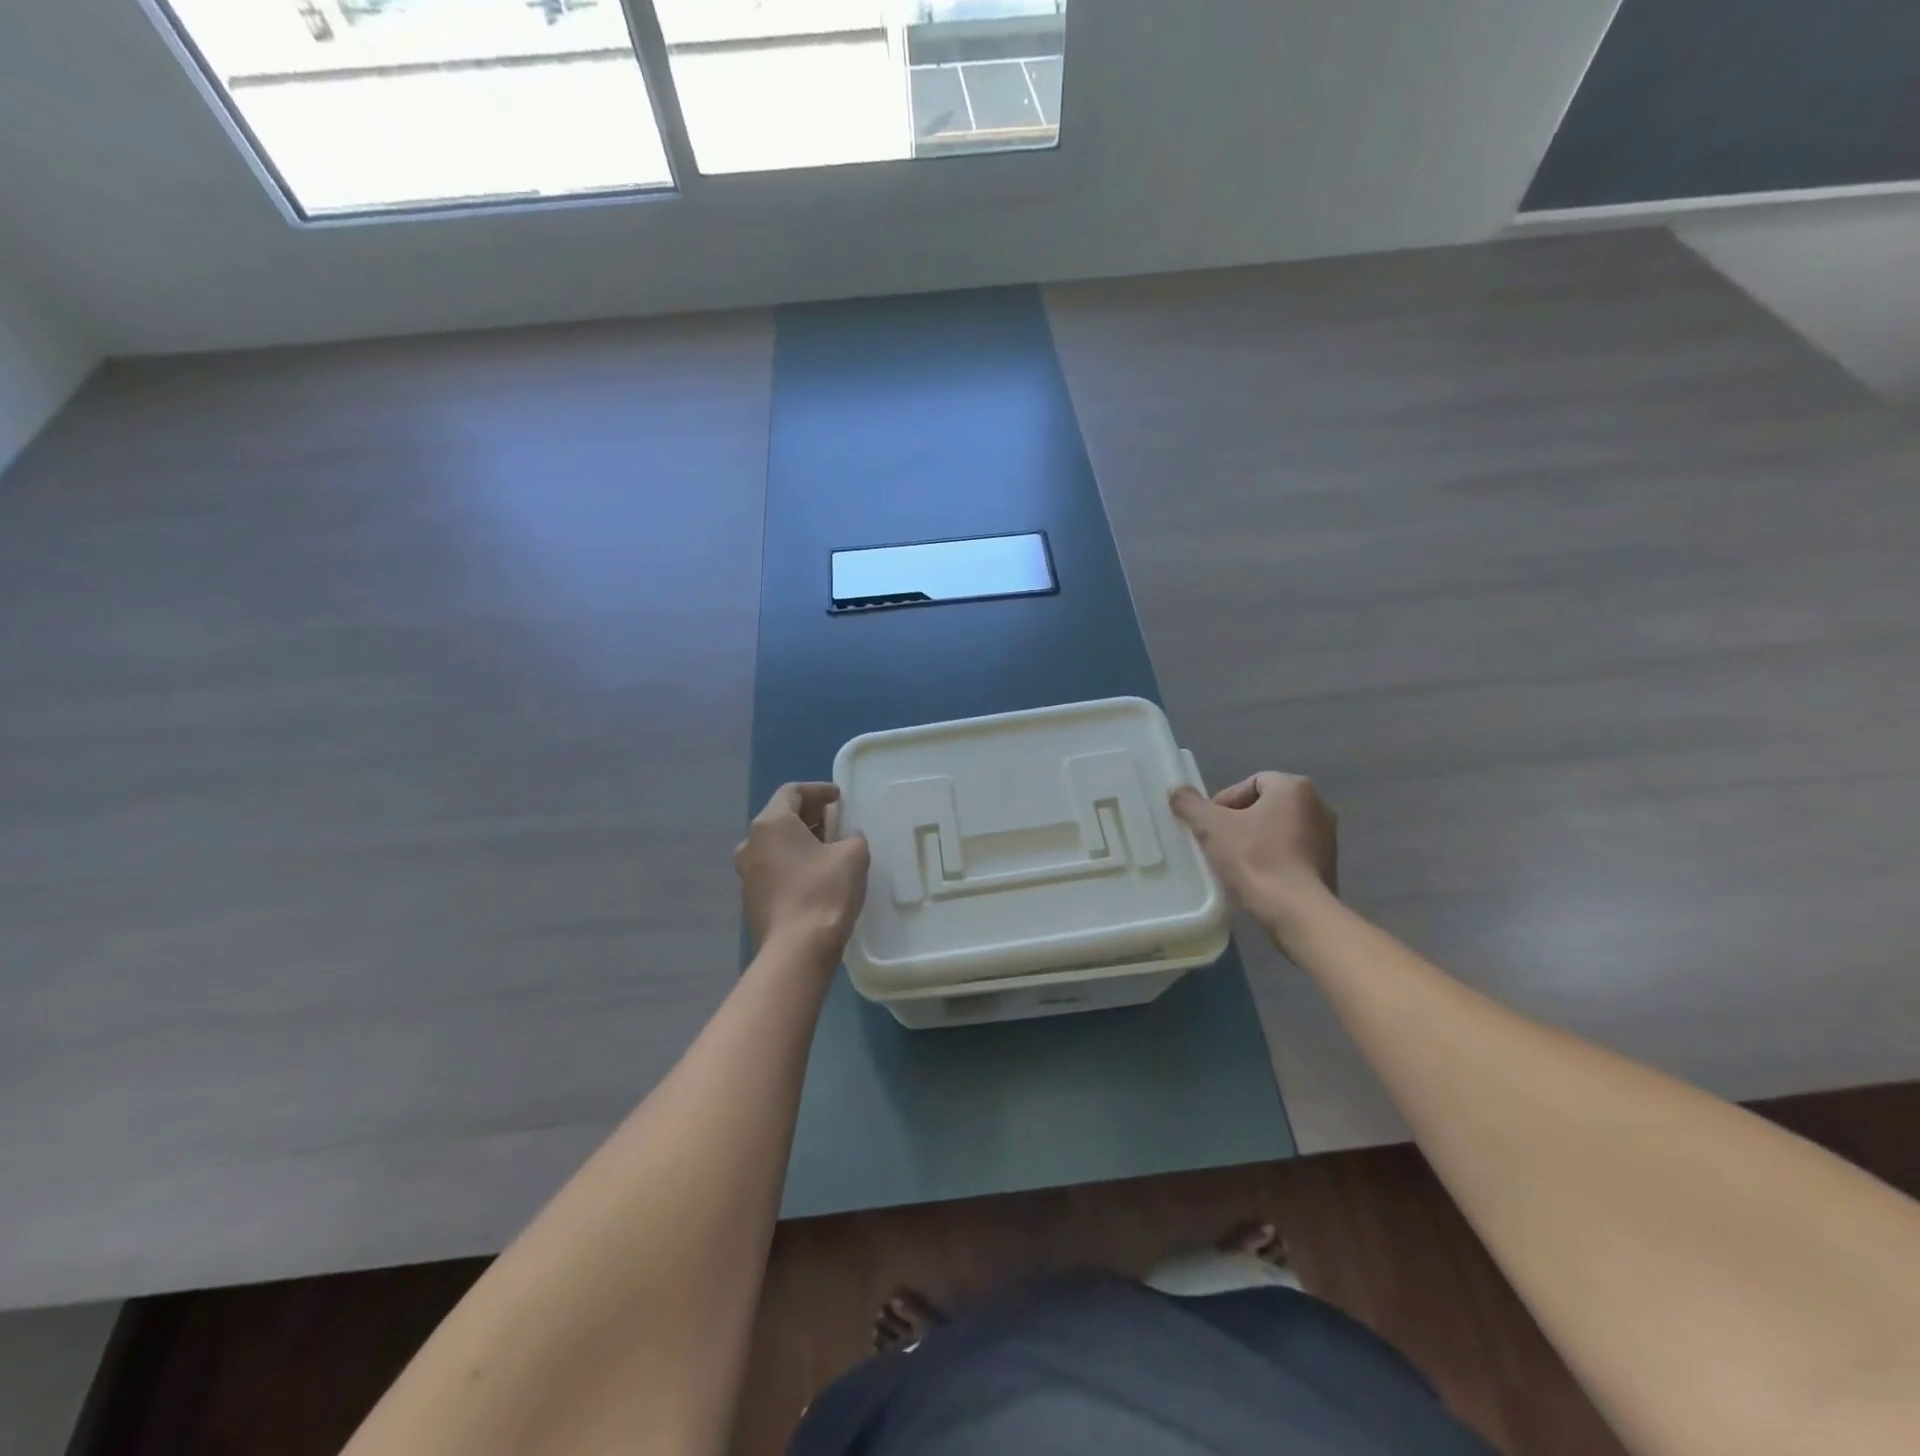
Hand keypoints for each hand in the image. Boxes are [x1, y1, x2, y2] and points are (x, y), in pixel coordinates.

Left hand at [735, 783, 869, 961]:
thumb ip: (851, 837)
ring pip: (775, 844)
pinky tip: (816, 876)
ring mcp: (746, 873)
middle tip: (837, 821)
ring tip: (829, 850)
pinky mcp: (750, 898)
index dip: (818, 790)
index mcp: (771, 823)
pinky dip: (793, 863)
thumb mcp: (853, 854)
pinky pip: (773, 868)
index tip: (839, 798)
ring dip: (801, 841)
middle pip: (781, 817)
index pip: (792, 791)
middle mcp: (750, 842)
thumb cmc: (824, 893)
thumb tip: (845, 841)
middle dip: (810, 816)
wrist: (796, 950)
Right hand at [1170, 772, 1337, 933]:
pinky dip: (1274, 858)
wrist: (1297, 911)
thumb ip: (1190, 804)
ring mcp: (1327, 837)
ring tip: (1235, 862)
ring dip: (1257, 840)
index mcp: (1294, 788)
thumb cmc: (1255, 859)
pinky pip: (1293, 852)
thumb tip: (1176, 790)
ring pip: (1279, 829)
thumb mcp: (1211, 827)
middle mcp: (1317, 805)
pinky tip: (1257, 877)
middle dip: (1240, 821)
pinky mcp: (1328, 864)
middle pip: (1266, 805)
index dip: (1225, 801)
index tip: (1210, 826)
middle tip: (1219, 842)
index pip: (1251, 782)